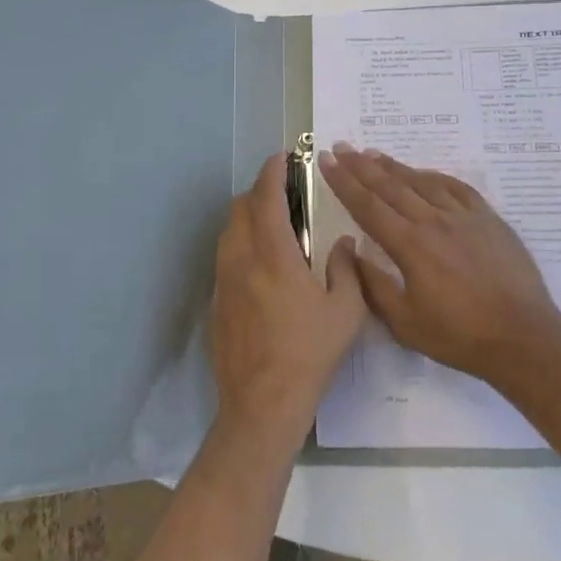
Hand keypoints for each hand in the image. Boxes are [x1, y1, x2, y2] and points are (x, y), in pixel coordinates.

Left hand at [210, 153, 368, 449]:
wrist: (261, 404)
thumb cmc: (308, 354)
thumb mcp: (345, 312)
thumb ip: (346, 269)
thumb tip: (342, 243)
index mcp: (273, 255)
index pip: (266, 198)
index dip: (272, 172)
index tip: (281, 157)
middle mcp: (241, 259)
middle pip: (239, 208)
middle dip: (259, 191)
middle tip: (283, 192)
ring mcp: (222, 281)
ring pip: (228, 232)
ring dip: (246, 217)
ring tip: (272, 225)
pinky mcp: (215, 303)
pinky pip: (224, 259)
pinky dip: (240, 246)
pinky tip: (260, 267)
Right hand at [318, 144, 560, 387]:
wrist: (523, 338)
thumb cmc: (459, 336)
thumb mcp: (405, 322)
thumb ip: (374, 286)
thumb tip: (353, 252)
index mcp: (409, 245)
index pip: (367, 206)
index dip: (343, 182)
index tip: (326, 160)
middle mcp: (433, 221)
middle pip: (390, 186)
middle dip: (361, 165)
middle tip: (341, 147)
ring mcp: (464, 216)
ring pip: (421, 182)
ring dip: (394, 167)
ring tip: (373, 153)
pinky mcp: (489, 219)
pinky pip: (456, 188)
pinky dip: (434, 177)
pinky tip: (424, 173)